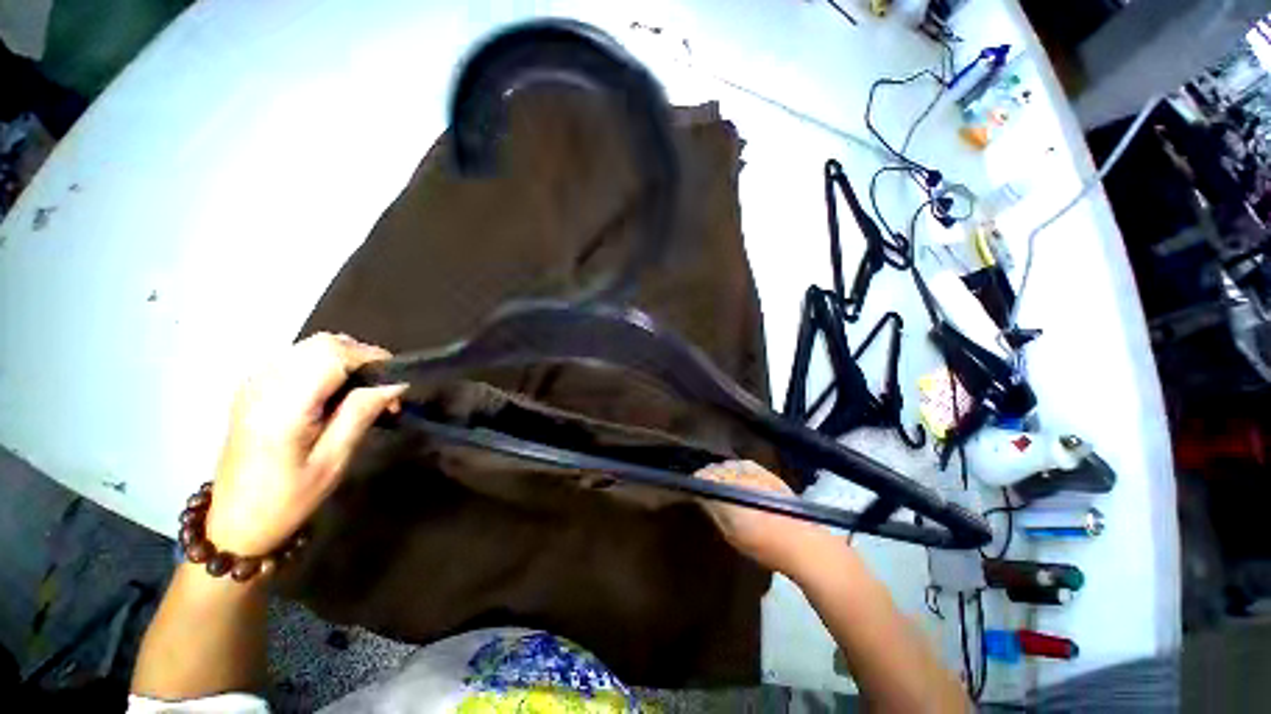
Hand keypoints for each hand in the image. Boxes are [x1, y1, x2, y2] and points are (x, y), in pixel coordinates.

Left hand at [204, 333, 405, 555]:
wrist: (234, 522)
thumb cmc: (288, 498)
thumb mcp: (333, 460)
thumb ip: (361, 413)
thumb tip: (395, 384)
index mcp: (282, 404)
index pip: (334, 354)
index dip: (373, 359)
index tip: (397, 384)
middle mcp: (264, 383)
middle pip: (323, 343)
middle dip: (362, 357)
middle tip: (383, 390)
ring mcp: (254, 382)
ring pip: (311, 347)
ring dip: (346, 360)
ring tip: (363, 393)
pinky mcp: (253, 387)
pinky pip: (298, 358)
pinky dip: (326, 365)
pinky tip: (335, 393)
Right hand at [694, 460, 843, 575]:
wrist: (802, 543)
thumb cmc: (763, 545)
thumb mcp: (730, 532)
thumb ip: (713, 510)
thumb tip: (701, 496)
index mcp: (725, 492)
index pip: (702, 478)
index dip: (696, 482)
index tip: (694, 489)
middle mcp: (737, 476)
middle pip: (714, 469)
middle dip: (708, 476)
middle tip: (707, 488)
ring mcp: (753, 472)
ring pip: (729, 464)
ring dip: (722, 471)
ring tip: (723, 481)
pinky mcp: (767, 472)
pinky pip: (745, 463)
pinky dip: (738, 466)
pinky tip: (739, 474)